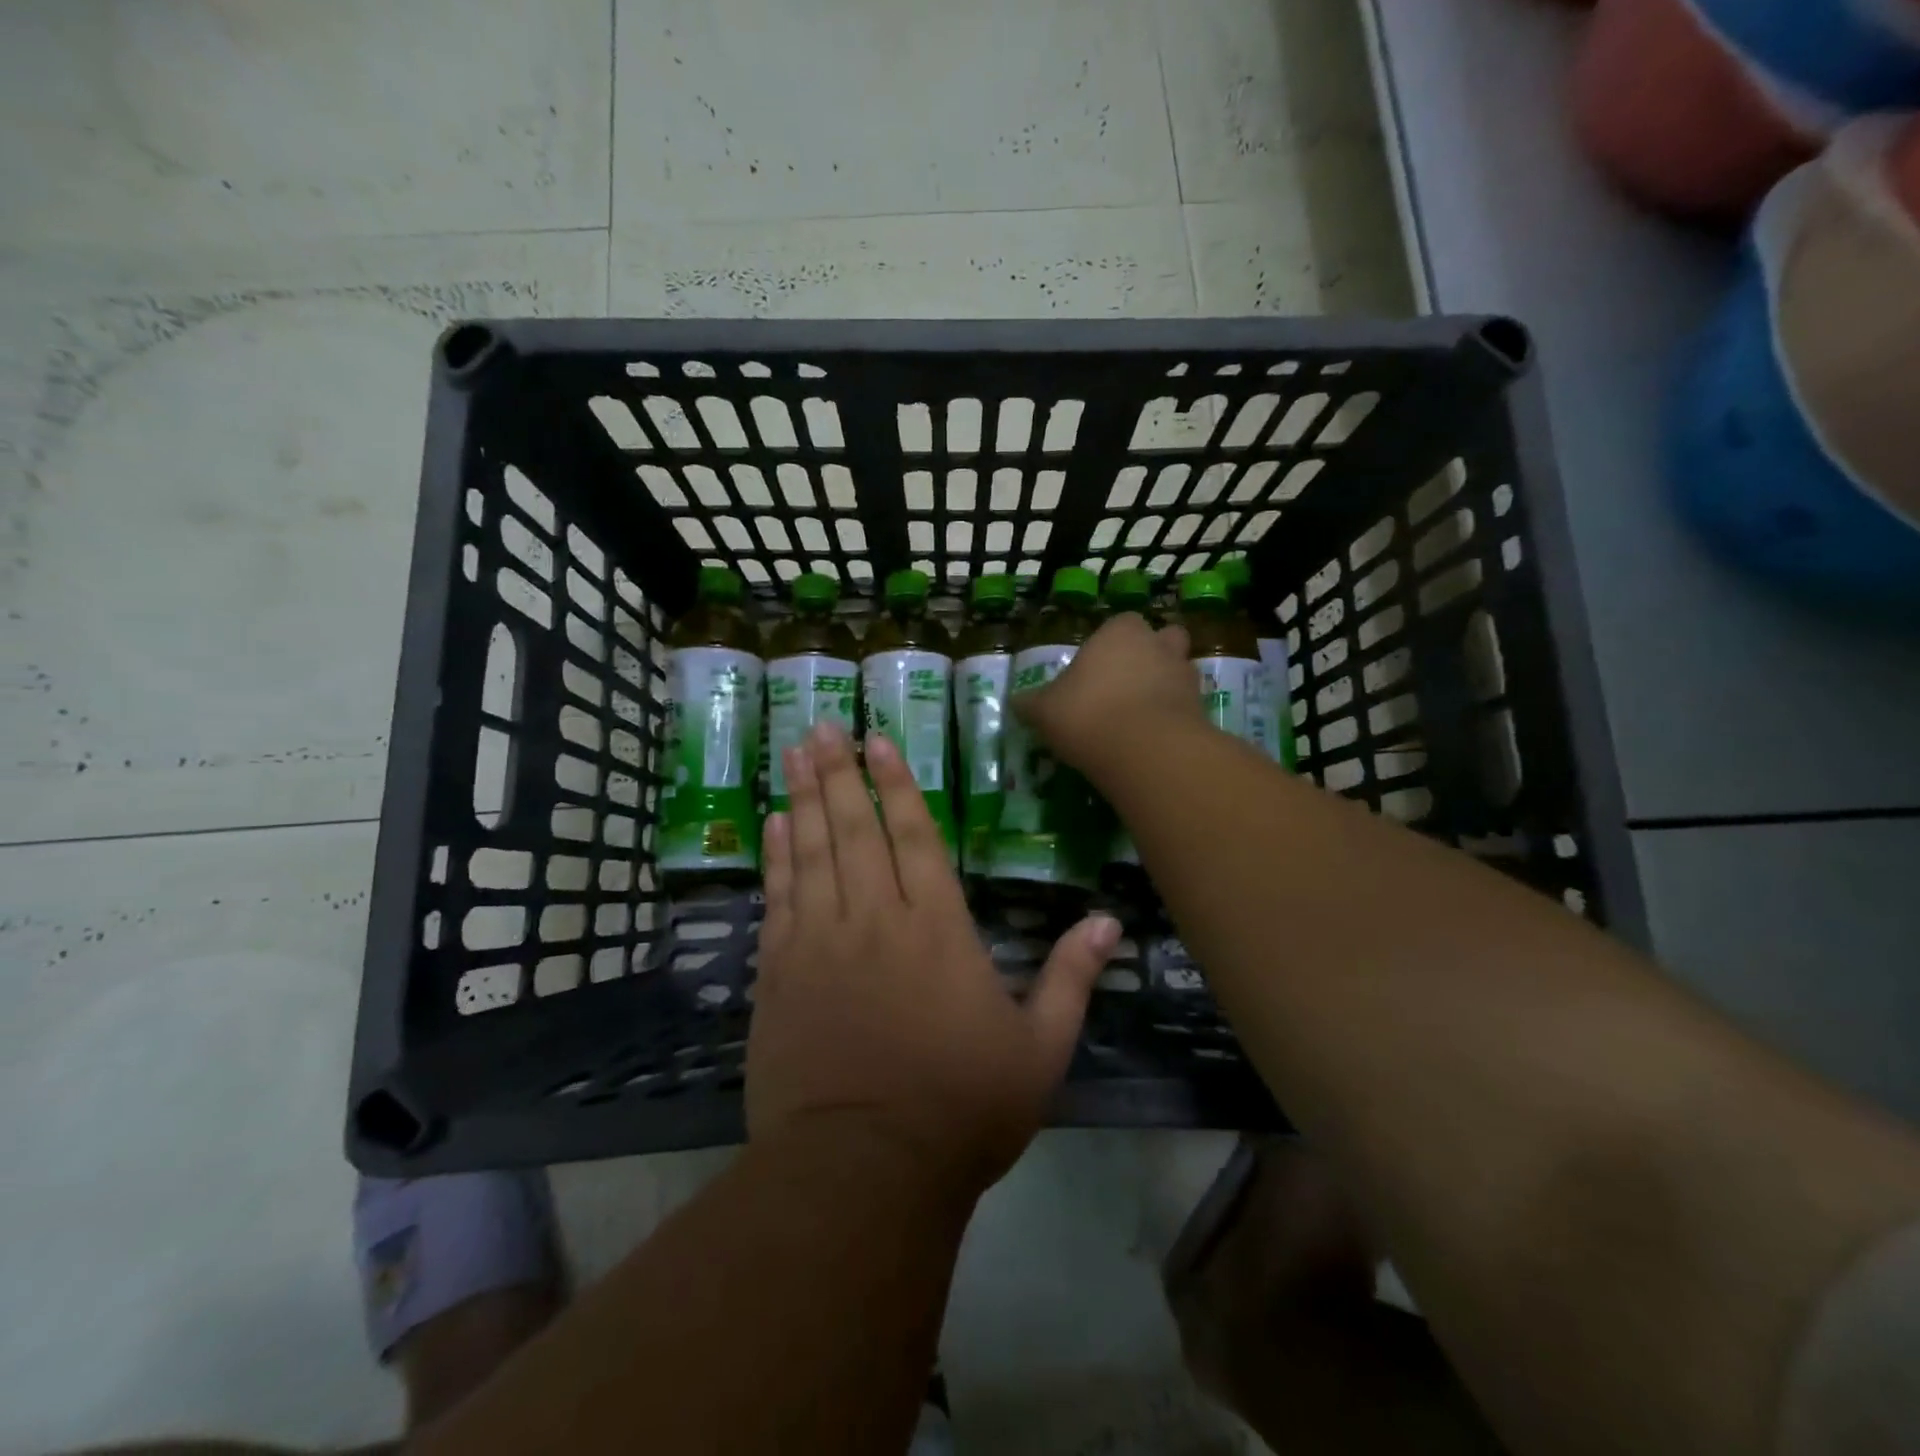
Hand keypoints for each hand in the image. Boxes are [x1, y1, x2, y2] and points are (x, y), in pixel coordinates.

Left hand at [750, 720, 1121, 1196]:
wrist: (862, 1171)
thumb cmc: (960, 1110)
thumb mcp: (1040, 1051)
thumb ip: (1072, 979)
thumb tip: (1109, 922)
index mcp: (938, 930)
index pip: (915, 837)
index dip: (898, 784)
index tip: (878, 741)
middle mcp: (876, 920)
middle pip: (855, 829)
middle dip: (840, 772)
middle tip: (824, 724)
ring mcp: (820, 943)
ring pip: (811, 852)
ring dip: (803, 798)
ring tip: (794, 751)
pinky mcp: (779, 974)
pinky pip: (778, 898)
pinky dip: (776, 857)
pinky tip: (772, 825)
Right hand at [1013, 613, 1203, 779]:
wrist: (1145, 750)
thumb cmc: (1087, 714)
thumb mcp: (1044, 710)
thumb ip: (1031, 703)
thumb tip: (1016, 703)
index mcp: (1119, 632)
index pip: (1120, 624)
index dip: (1110, 645)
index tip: (1095, 671)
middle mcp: (1158, 645)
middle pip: (1163, 639)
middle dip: (1151, 657)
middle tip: (1126, 688)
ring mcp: (1186, 676)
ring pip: (1179, 672)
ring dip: (1166, 688)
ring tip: (1141, 718)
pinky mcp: (1202, 709)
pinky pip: (1187, 707)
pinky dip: (1175, 718)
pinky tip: (1154, 741)